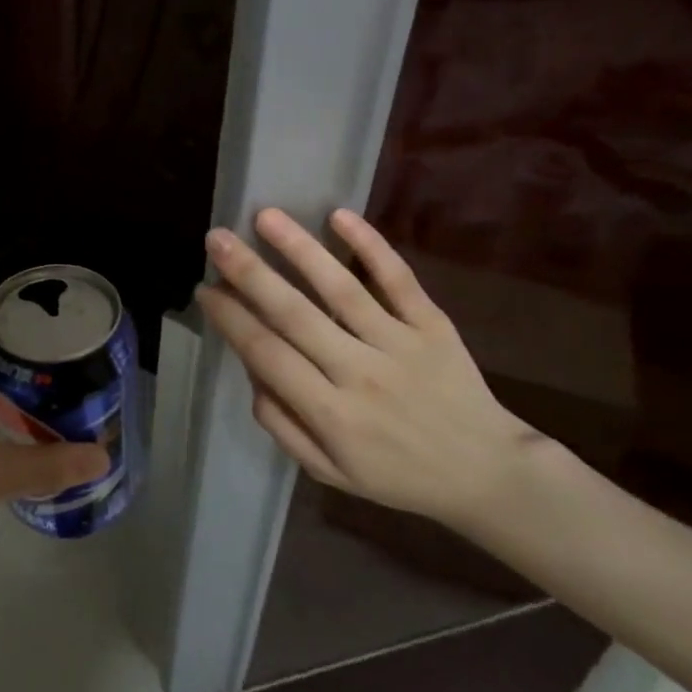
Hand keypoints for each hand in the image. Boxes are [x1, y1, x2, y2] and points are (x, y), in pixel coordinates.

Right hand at [197, 207, 546, 529]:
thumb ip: (282, 425)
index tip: (204, 289)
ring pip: (342, 288)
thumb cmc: (397, 475)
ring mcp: (400, 344)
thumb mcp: (329, 472)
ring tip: (265, 216)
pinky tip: (339, 215)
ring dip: (299, 249)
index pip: (267, 354)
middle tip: (216, 238)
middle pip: (295, 314)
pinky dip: (371, 246)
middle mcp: (360, 373)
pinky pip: (399, 280)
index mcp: (331, 414)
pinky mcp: (433, 325)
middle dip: (249, 273)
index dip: (231, 319)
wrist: (487, 473)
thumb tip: (252, 372)